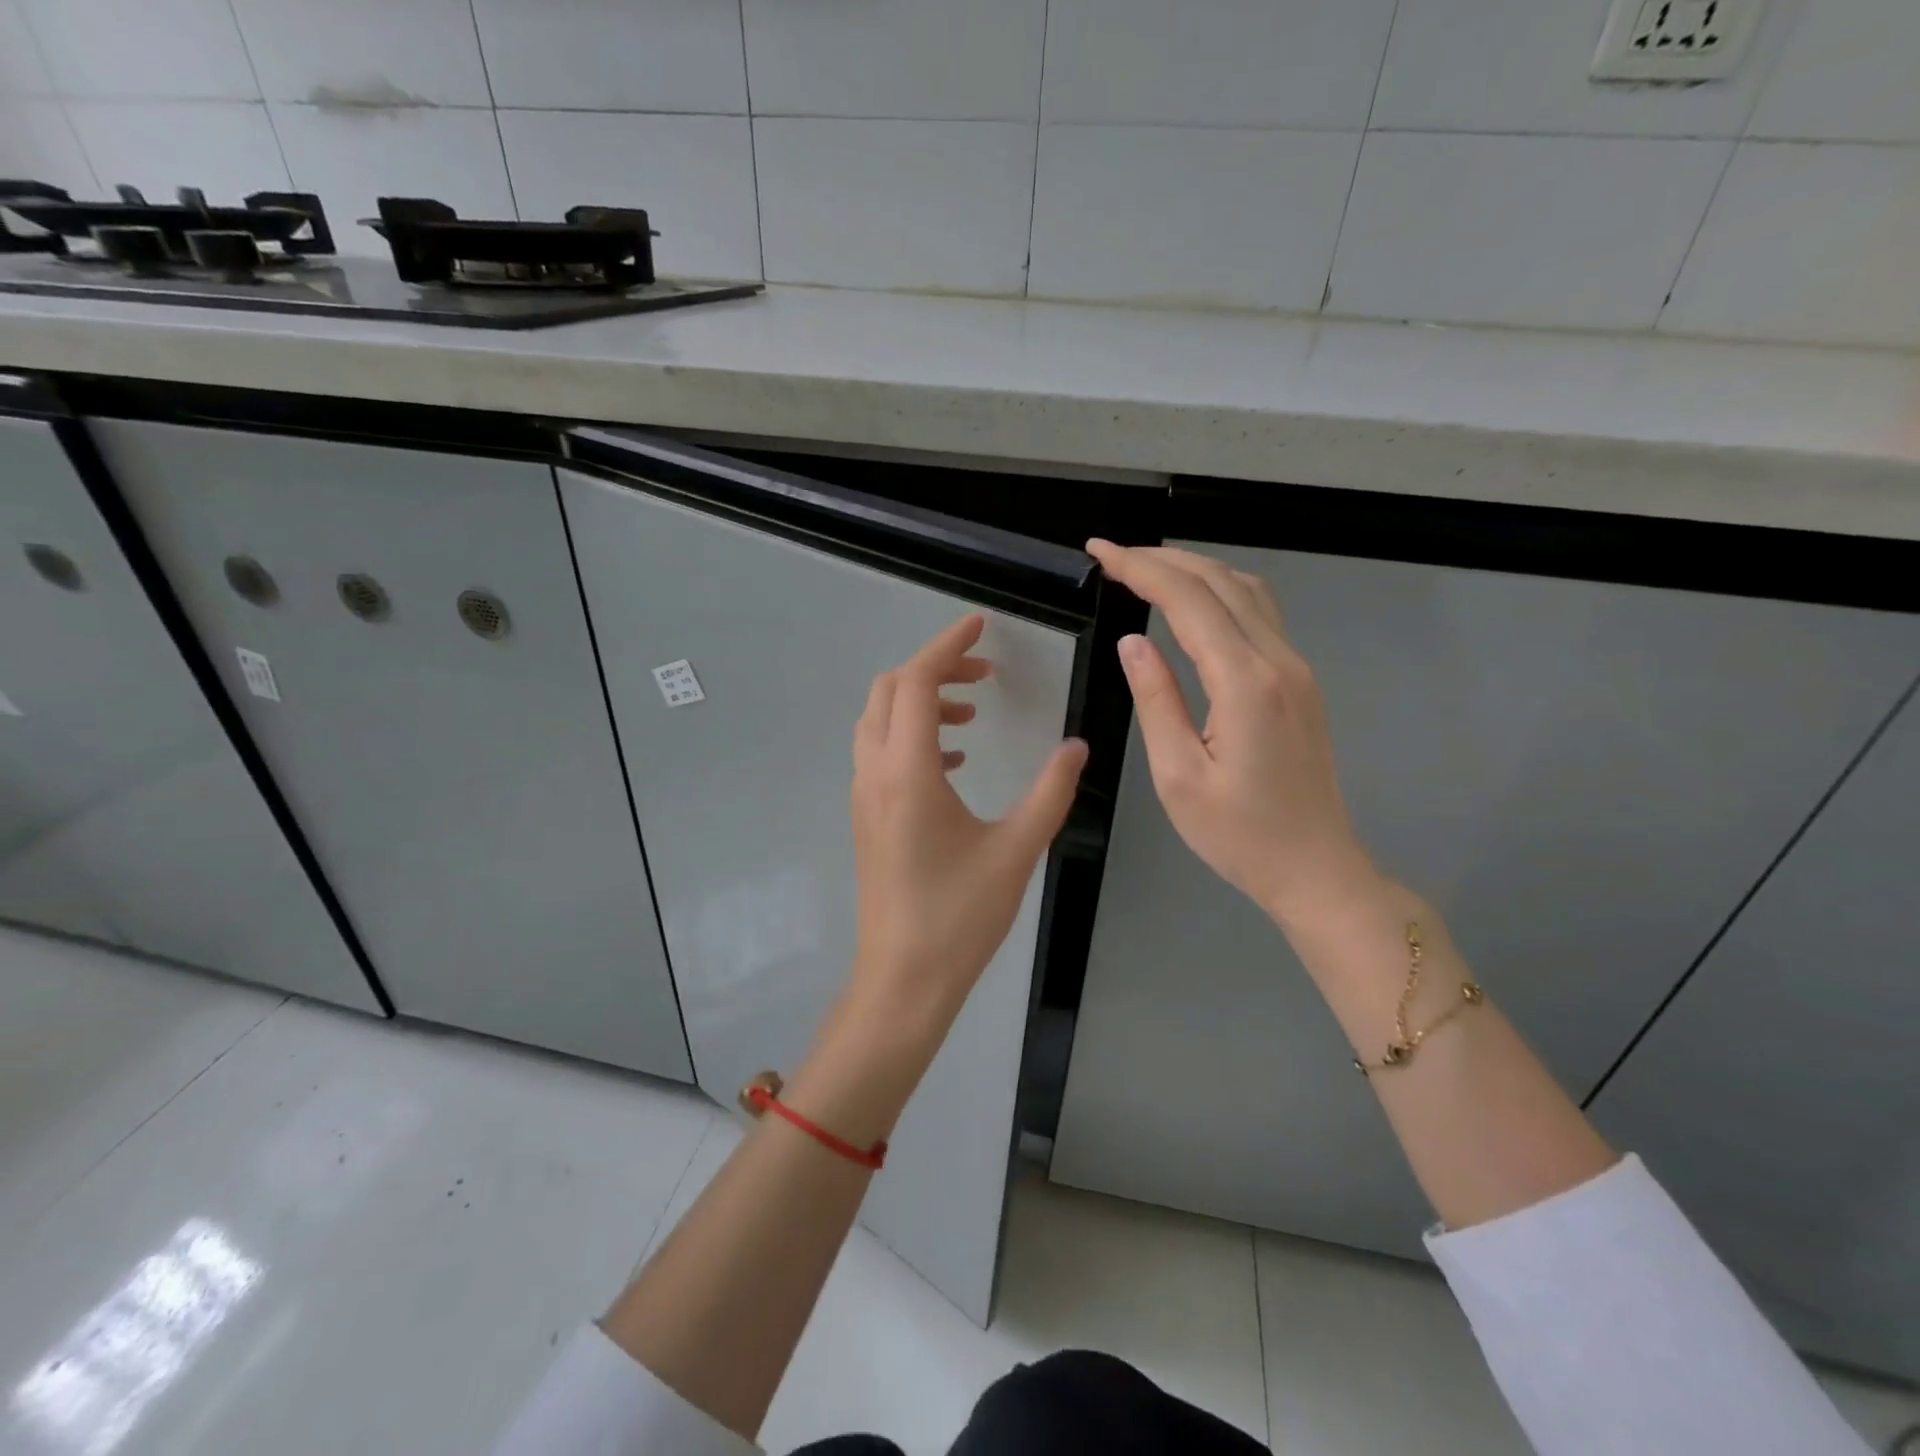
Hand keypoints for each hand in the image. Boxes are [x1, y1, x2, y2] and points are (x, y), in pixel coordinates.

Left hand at [848, 614, 1088, 1037]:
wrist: (903, 979)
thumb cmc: (960, 916)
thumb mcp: (1017, 849)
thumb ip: (1051, 791)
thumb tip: (1077, 746)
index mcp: (908, 771)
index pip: (919, 682)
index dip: (949, 645)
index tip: (981, 626)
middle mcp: (876, 772)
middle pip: (891, 690)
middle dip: (935, 669)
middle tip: (984, 675)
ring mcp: (865, 795)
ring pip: (880, 719)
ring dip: (922, 701)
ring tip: (973, 715)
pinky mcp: (866, 816)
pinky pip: (881, 751)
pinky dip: (913, 734)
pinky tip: (954, 759)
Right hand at [1087, 541, 1378, 927]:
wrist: (1315, 868)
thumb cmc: (1239, 835)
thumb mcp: (1178, 775)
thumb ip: (1157, 700)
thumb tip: (1134, 642)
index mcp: (1245, 683)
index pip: (1188, 600)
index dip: (1141, 568)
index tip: (1100, 552)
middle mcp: (1278, 661)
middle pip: (1220, 582)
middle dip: (1163, 559)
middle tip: (1113, 555)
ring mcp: (1296, 668)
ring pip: (1246, 591)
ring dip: (1195, 570)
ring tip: (1146, 569)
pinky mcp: (1299, 682)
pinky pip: (1260, 614)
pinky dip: (1219, 592)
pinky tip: (1193, 603)